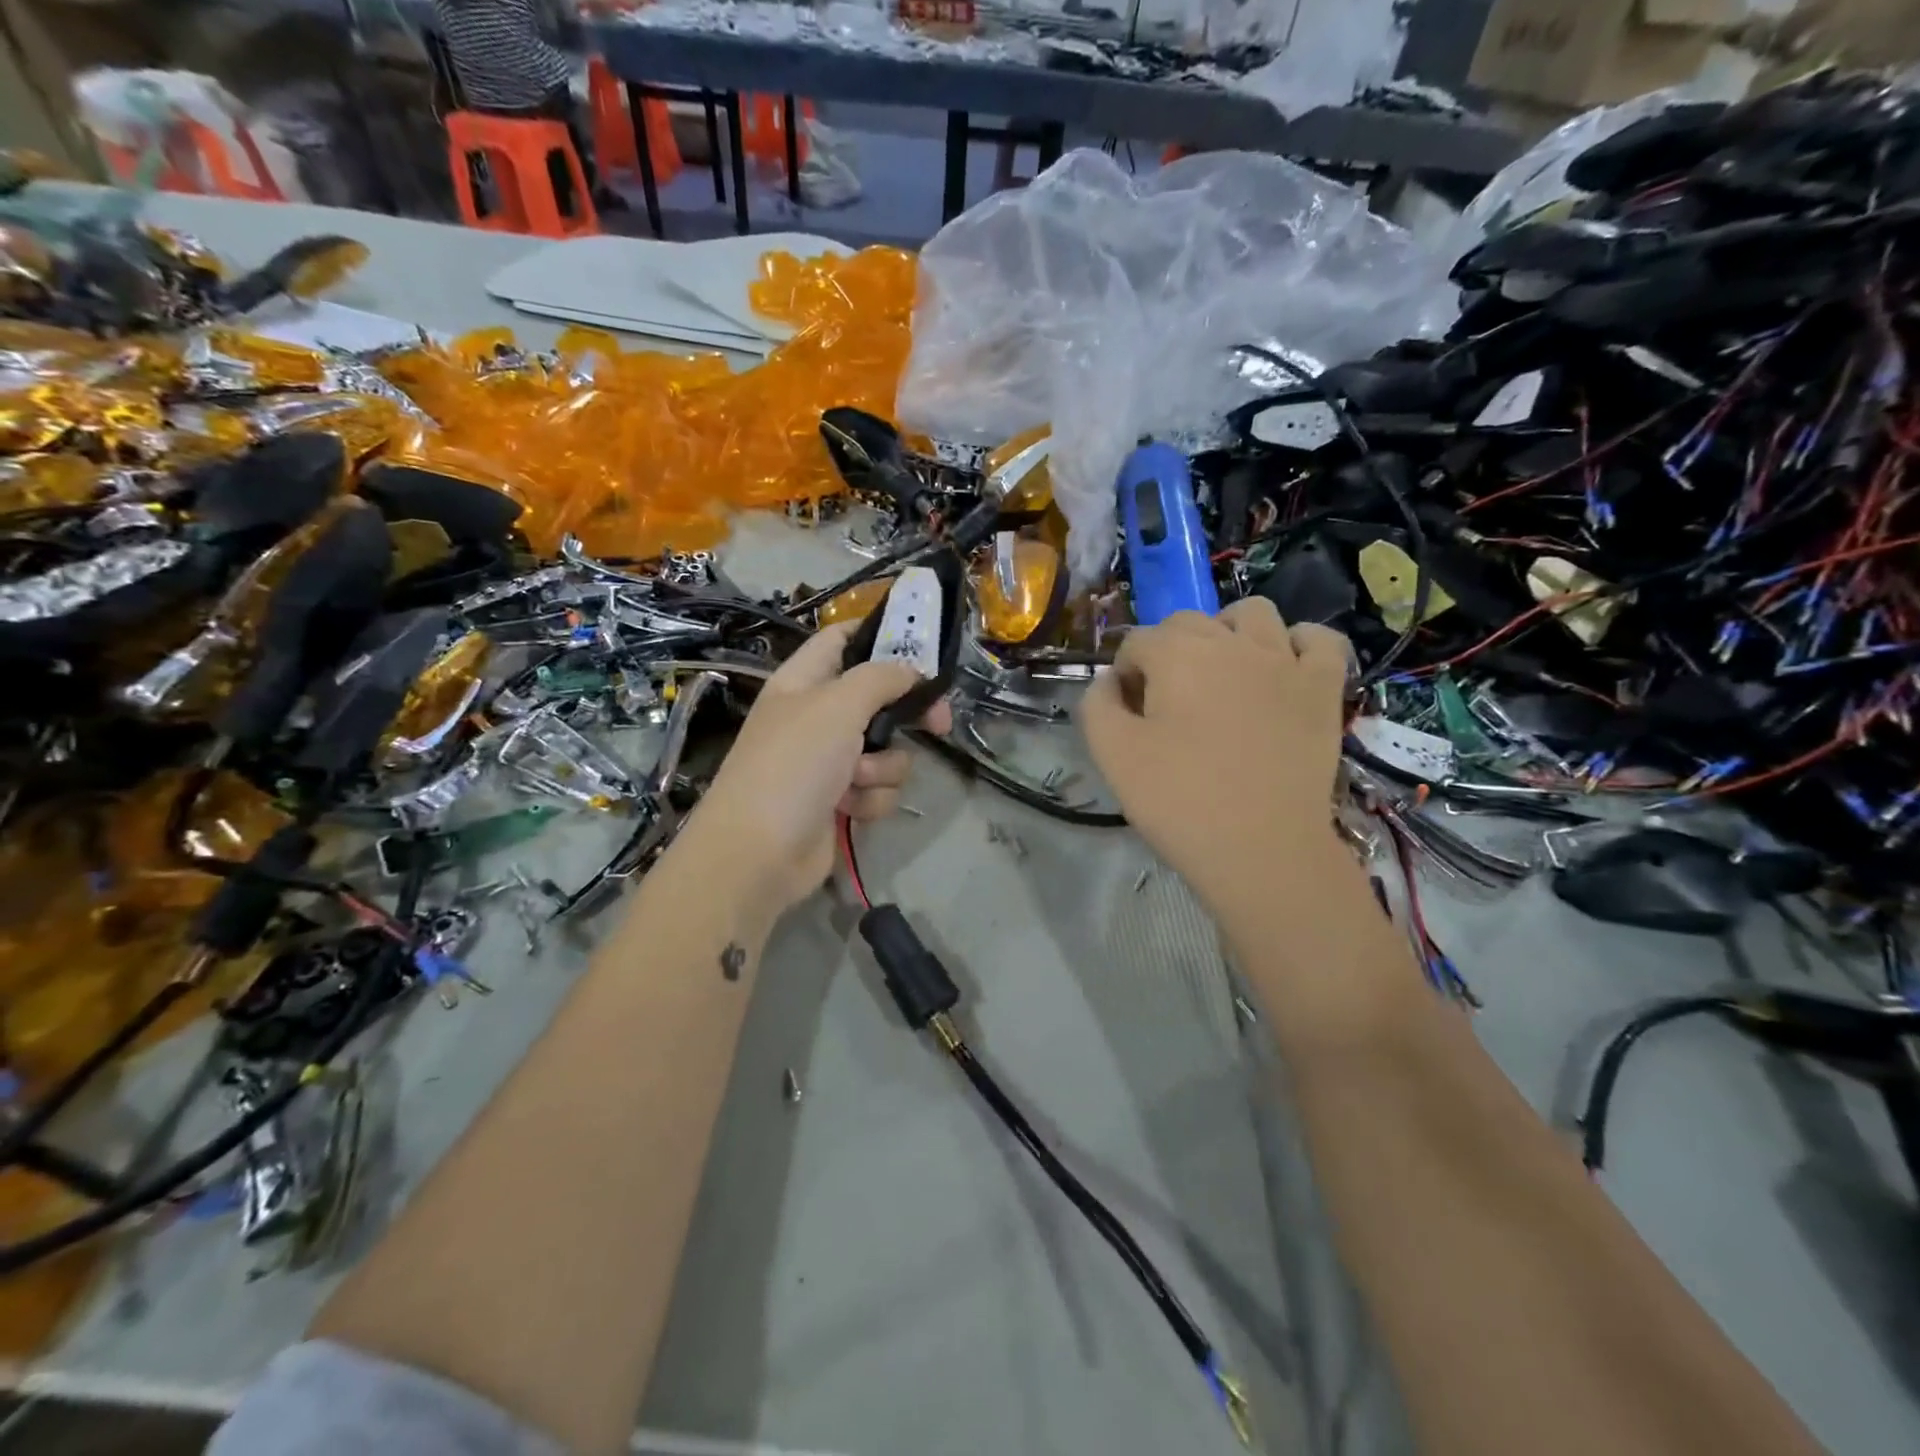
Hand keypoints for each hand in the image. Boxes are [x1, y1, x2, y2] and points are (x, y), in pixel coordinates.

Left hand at [689, 623, 952, 917]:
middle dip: (906, 714)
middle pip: (877, 698)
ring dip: (882, 767)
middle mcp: (817, 716)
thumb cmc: (794, 764)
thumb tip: (912, 670)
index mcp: (804, 681)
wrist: (759, 852)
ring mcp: (828, 761)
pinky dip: (869, 799)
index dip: (879, 635)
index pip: (842, 639)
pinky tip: (849, 809)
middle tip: (939, 722)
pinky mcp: (840, 800)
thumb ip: (881, 678)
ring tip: (855, 780)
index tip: (923, 646)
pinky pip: (878, 788)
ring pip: (886, 750)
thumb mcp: (838, 705)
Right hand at [1079, 599, 1349, 929]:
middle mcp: (1231, 642)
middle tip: (1166, 703)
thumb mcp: (1113, 755)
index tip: (1128, 714)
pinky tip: (1282, 668)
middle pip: (1188, 622)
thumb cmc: (1180, 801)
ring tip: (1221, 673)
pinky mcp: (1324, 687)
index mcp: (1177, 654)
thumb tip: (1108, 681)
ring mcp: (1285, 660)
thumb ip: (1097, 705)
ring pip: (1253, 614)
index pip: (1137, 642)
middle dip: (1167, 651)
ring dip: (1228, 632)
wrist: (1262, 848)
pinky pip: (1319, 640)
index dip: (1125, 674)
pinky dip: (1299, 643)